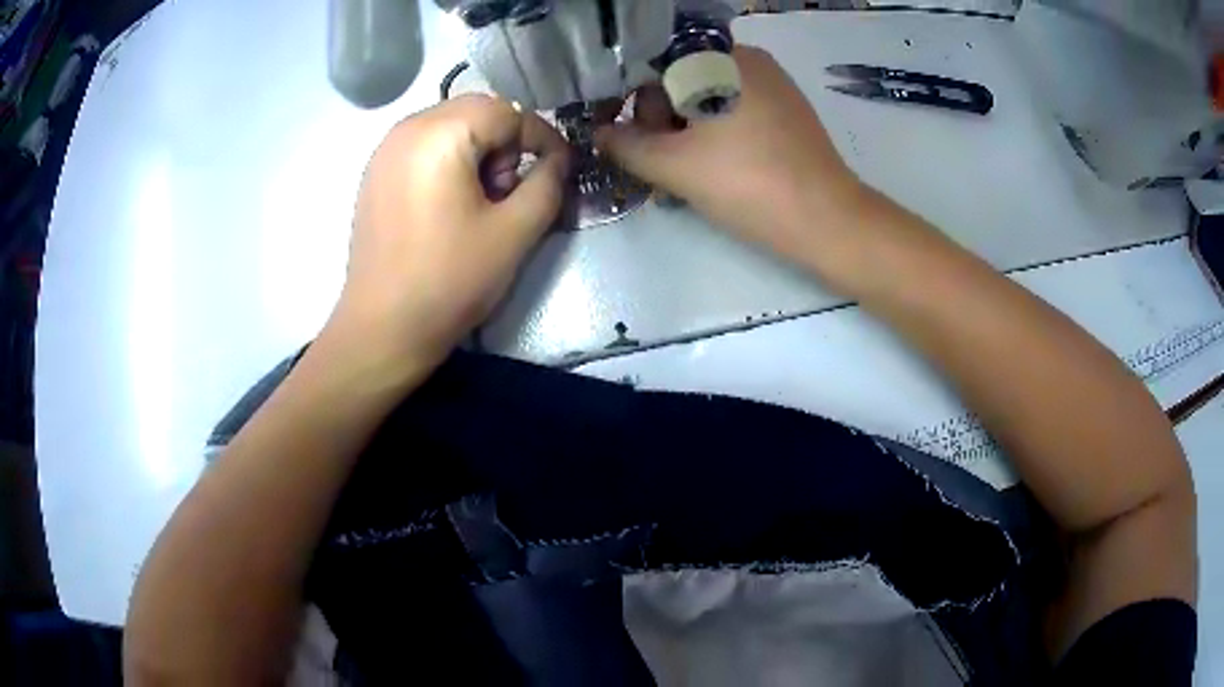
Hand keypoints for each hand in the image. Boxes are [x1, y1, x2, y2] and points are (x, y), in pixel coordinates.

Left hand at [325, 94, 570, 379]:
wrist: (383, 329)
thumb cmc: (449, 281)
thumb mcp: (515, 232)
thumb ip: (548, 183)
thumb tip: (559, 159)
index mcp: (439, 134)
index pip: (507, 111)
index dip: (541, 137)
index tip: (560, 170)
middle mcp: (406, 129)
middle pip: (476, 112)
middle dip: (505, 143)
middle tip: (509, 191)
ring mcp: (384, 151)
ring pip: (449, 127)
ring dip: (478, 152)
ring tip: (480, 202)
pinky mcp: (374, 174)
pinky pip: (423, 147)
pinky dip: (449, 162)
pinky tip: (449, 206)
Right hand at [596, 47, 868, 265]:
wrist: (828, 221)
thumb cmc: (748, 183)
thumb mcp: (674, 165)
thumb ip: (626, 145)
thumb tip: (599, 133)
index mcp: (720, 57)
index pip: (652, 64)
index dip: (629, 99)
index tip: (623, 135)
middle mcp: (747, 58)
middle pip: (681, 78)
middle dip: (659, 119)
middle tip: (658, 162)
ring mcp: (773, 84)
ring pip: (707, 96)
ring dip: (684, 130)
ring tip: (683, 173)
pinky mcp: (788, 110)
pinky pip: (735, 109)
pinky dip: (714, 132)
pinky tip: (714, 167)